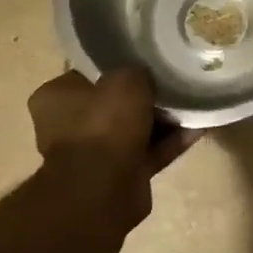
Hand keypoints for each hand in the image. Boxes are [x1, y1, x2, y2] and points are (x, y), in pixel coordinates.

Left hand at [26, 69, 197, 233]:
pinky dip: (171, 142)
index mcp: (55, 98)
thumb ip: (138, 72)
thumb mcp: (126, 79)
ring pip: (135, 129)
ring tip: (194, 105)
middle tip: (174, 85)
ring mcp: (94, 154)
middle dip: (146, 98)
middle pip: (115, 104)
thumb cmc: (104, 124)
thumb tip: (148, 78)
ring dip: (163, 121)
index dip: (119, 67)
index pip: (88, 74)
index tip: (146, 63)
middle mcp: (69, 126)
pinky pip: (150, 152)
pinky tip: (198, 129)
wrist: (104, 188)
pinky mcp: (119, 175)